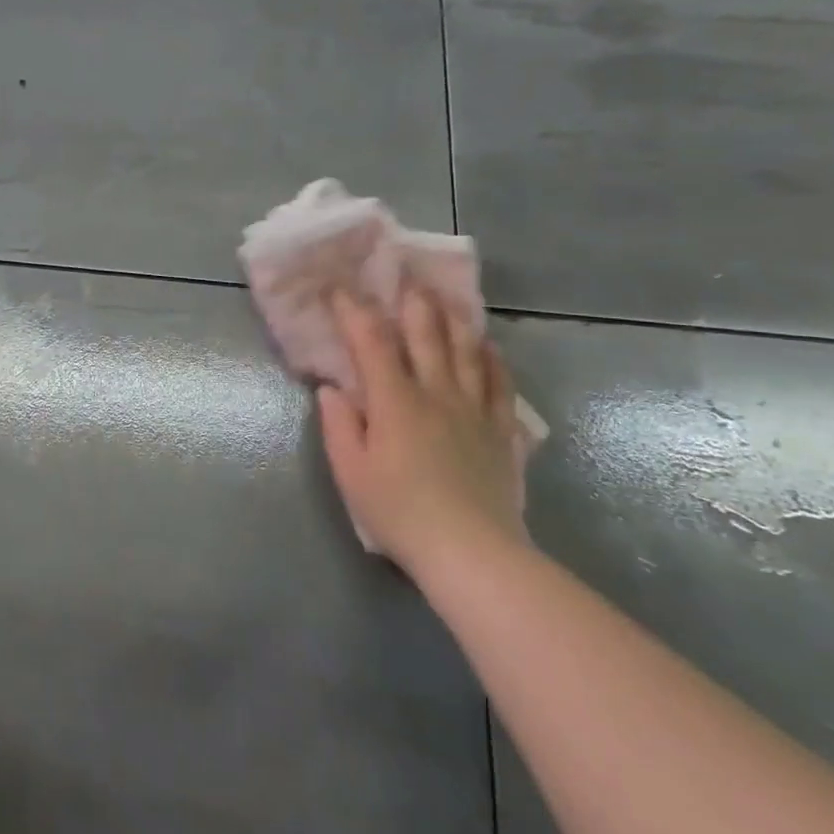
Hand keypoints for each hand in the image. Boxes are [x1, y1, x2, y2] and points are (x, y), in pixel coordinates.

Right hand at [316, 285, 528, 574]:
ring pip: (467, 351)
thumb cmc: (399, 512)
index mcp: (395, 401)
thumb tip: (332, 390)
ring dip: (453, 321)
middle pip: (426, 335)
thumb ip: (340, 425)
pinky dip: (493, 359)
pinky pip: (500, 384)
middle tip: (405, 280)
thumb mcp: (351, 472)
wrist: (472, 553)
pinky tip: (489, 347)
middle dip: (412, 303)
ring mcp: (474, 410)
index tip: (340, 291)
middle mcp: (436, 393)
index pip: (371, 342)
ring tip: (446, 300)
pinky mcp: (501, 431)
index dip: (354, 312)